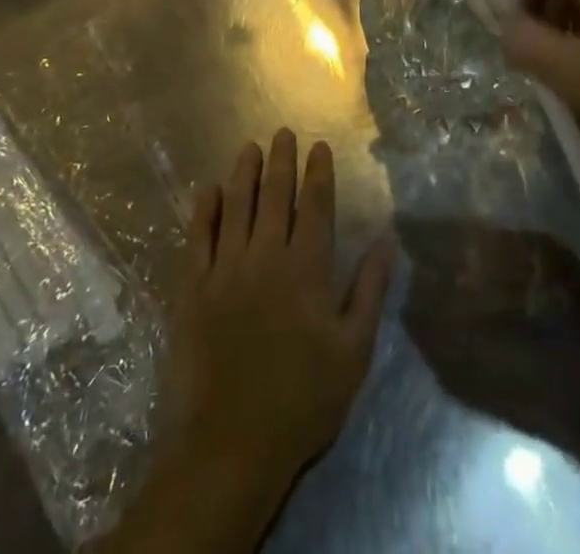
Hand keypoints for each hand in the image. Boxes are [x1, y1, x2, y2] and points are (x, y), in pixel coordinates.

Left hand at [109, 131, 391, 551]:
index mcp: (306, 269)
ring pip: (236, 207)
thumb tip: (387, 240)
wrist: (230, 445)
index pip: (315, 206)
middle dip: (281, 160)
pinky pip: (197, 238)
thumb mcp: (353, 352)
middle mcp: (266, 257)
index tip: (319, 146)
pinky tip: (207, 190)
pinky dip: (203, 211)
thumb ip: (370, 290)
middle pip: (275, 196)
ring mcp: (225, 270)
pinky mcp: (192, 289)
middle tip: (282, 132)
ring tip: (249, 147)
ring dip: (244, 174)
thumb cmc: (302, 399)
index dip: (318, 173)